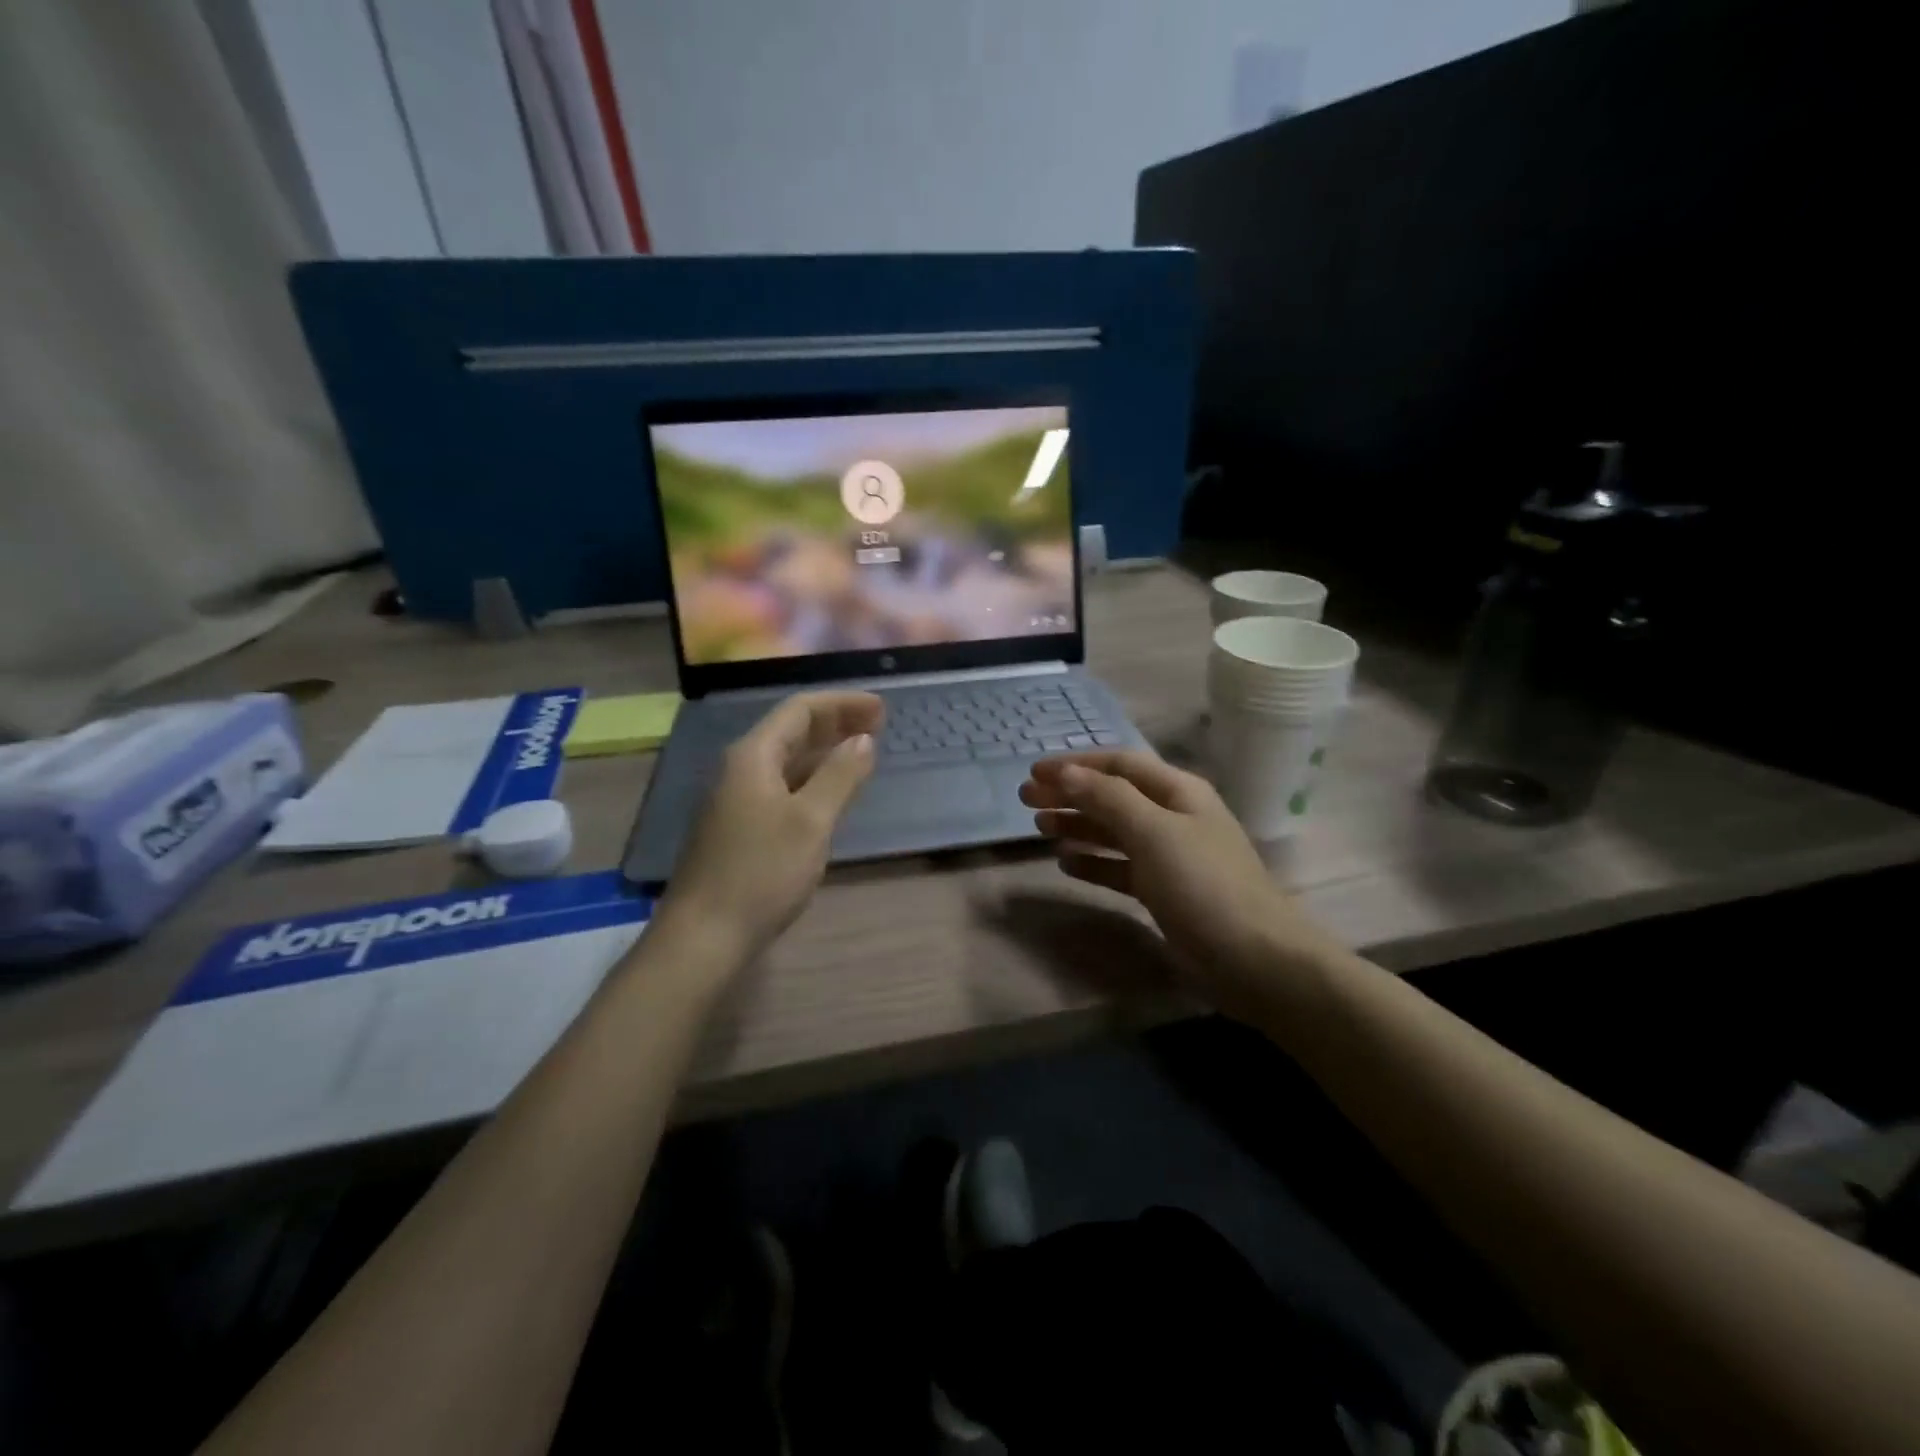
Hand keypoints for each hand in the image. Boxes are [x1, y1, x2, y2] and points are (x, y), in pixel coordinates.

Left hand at [656, 691, 883, 967]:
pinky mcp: (738, 828)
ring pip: (786, 760)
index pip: (800, 710)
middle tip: (878, 726)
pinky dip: (811, 779)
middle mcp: (739, 769)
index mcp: (753, 756)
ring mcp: (735, 800)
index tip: (881, 708)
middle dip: (835, 723)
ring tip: (861, 753)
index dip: (842, 703)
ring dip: (824, 751)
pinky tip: (830, 794)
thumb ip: (840, 775)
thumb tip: (864, 739)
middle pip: (791, 731)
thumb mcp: (811, 821)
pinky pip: (781, 786)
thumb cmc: (761, 873)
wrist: (704, 936)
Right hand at [1019, 750, 1346, 1019]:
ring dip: (1077, 825)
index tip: (1034, 772)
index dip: (1075, 764)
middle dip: (1070, 794)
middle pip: (1113, 796)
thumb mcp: (1153, 832)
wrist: (1254, 959)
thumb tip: (1067, 773)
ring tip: (1040, 828)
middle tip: (1026, 801)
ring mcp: (1170, 856)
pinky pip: (1120, 867)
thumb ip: (1108, 798)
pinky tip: (1067, 864)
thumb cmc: (1203, 884)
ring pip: (1114, 831)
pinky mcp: (1164, 892)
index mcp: (1178, 791)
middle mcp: (1173, 816)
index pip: (1119, 764)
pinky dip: (1093, 862)